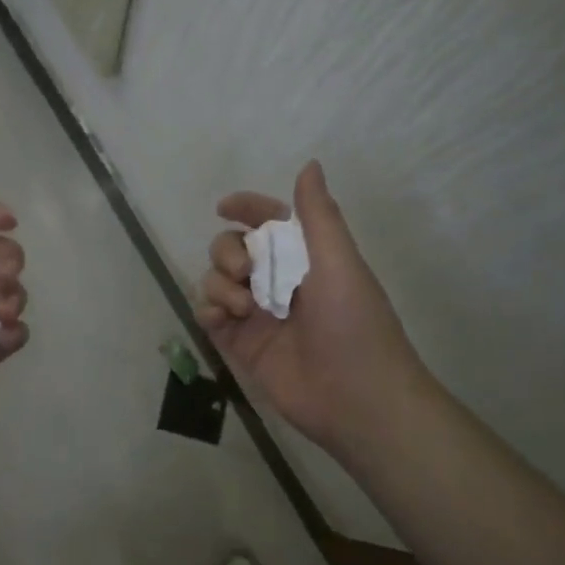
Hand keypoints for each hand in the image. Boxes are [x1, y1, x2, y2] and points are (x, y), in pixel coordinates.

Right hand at [197, 160, 430, 452]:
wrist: (357, 399)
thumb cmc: (355, 325)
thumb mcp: (340, 262)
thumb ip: (318, 215)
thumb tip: (309, 164)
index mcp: (305, 258)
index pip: (268, 222)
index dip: (246, 208)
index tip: (224, 207)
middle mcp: (277, 281)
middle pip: (232, 248)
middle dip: (228, 251)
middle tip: (244, 272)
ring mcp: (256, 314)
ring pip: (215, 280)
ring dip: (219, 284)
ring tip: (242, 307)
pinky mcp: (240, 345)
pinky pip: (208, 315)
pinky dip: (208, 311)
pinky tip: (224, 320)